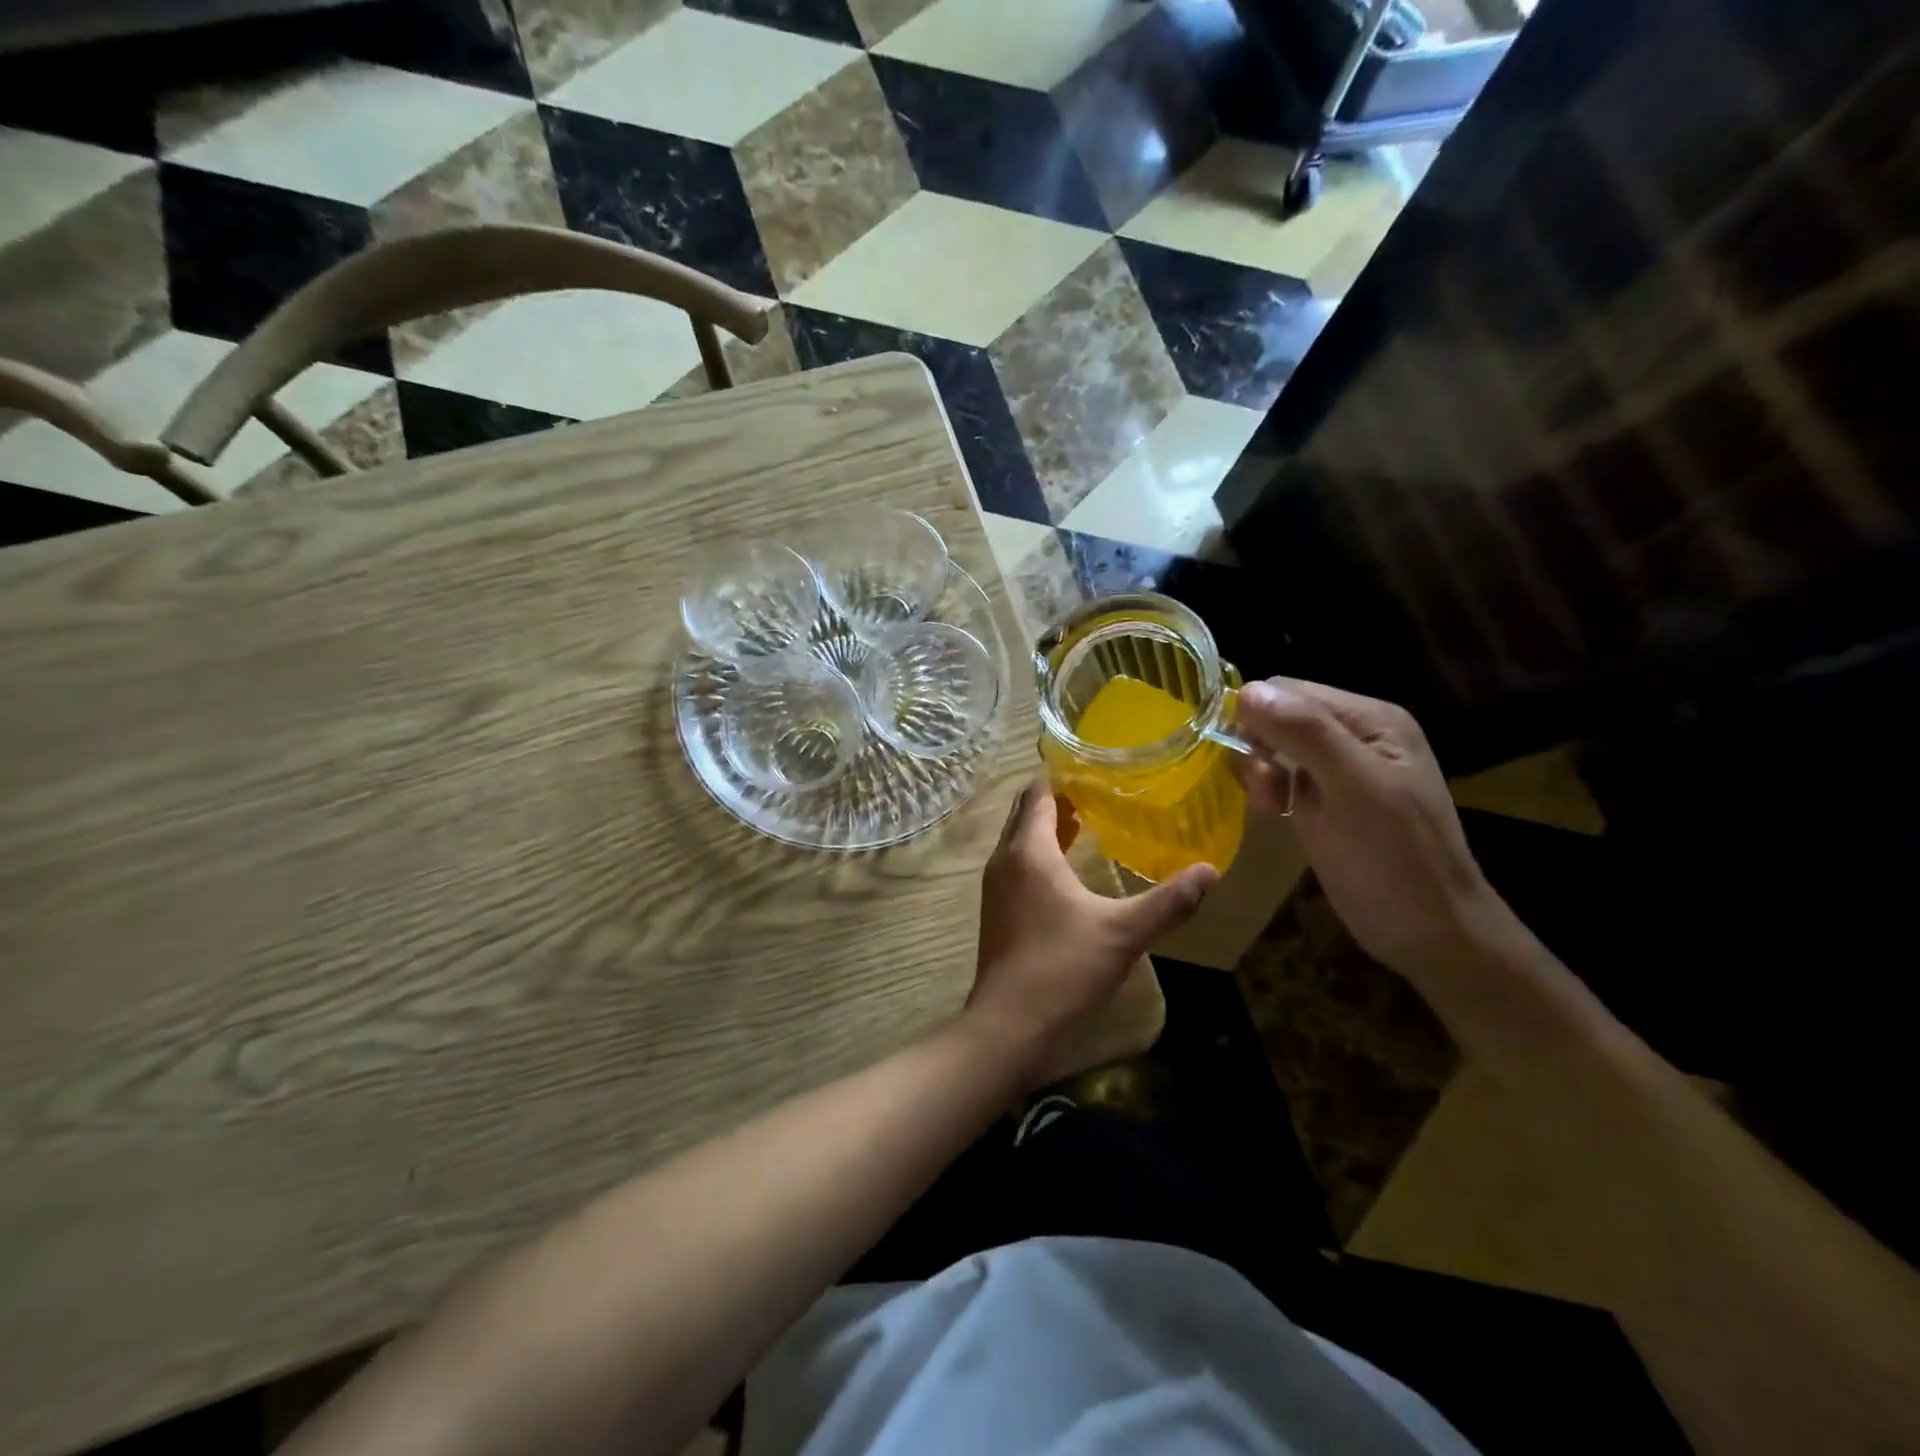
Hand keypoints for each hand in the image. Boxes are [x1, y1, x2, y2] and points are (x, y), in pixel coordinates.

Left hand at [965, 780, 1216, 1081]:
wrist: (1009, 1024)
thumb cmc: (1064, 967)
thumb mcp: (1124, 933)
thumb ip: (1169, 901)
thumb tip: (1210, 872)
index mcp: (1028, 851)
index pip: (1038, 793)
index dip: (1062, 776)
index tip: (1094, 767)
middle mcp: (1004, 859)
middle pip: (1026, 813)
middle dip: (1057, 799)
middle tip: (1099, 792)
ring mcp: (995, 886)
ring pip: (1020, 840)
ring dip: (1047, 828)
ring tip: (1087, 823)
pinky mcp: (996, 910)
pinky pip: (1017, 864)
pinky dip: (1039, 855)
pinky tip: (1068, 872)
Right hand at [1233, 679, 1517, 980]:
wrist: (1430, 935)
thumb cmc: (1395, 860)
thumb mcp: (1352, 789)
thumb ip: (1306, 734)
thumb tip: (1246, 690)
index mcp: (1371, 718)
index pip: (1290, 690)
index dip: (1257, 717)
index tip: (1252, 763)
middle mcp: (1356, 734)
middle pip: (1279, 715)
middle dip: (1257, 747)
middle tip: (1264, 792)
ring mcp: (1341, 768)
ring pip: (1274, 745)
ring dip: (1259, 771)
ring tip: (1268, 806)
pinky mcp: (1326, 799)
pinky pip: (1281, 774)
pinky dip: (1268, 789)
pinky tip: (1272, 812)